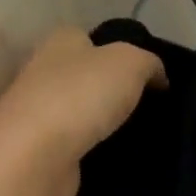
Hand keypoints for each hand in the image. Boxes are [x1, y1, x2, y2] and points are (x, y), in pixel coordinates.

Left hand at [0, 30, 165, 195]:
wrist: (36, 156)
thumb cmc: (81, 95)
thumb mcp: (131, 63)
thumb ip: (150, 63)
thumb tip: (159, 77)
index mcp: (61, 41)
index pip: (92, 38)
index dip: (121, 52)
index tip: (150, 76)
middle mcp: (44, 72)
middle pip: (87, 77)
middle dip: (114, 90)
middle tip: (151, 107)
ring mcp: (39, 114)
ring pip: (82, 112)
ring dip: (105, 123)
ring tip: (142, 135)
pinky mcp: (41, 150)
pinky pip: (77, 144)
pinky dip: (94, 149)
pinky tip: (117, 157)